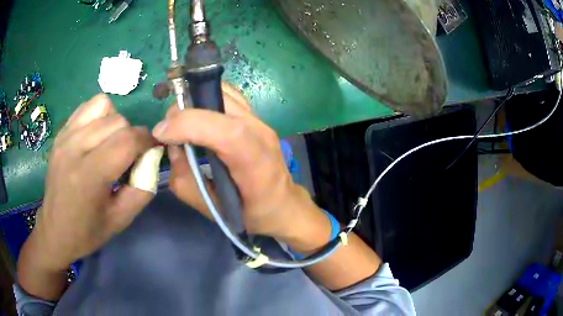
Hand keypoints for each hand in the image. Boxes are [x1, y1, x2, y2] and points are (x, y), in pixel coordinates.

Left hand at [30, 94, 154, 271]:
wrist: (54, 230)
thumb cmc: (87, 231)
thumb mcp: (121, 220)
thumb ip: (143, 189)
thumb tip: (152, 159)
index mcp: (90, 175)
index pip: (128, 140)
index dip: (147, 141)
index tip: (152, 151)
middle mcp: (75, 148)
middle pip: (118, 121)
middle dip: (132, 135)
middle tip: (129, 156)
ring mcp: (65, 136)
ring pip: (103, 106)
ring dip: (115, 122)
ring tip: (111, 143)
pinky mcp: (60, 133)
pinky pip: (87, 107)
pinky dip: (99, 115)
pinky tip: (96, 136)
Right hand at [153, 84, 320, 237]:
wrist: (283, 203)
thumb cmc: (252, 213)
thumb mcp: (214, 210)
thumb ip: (187, 184)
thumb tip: (172, 150)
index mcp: (256, 165)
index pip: (228, 132)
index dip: (190, 124)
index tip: (161, 133)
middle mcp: (261, 134)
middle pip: (222, 104)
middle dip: (184, 111)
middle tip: (167, 130)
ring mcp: (261, 121)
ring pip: (223, 94)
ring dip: (194, 103)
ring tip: (180, 124)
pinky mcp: (256, 116)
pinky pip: (228, 96)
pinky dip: (207, 100)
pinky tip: (198, 118)